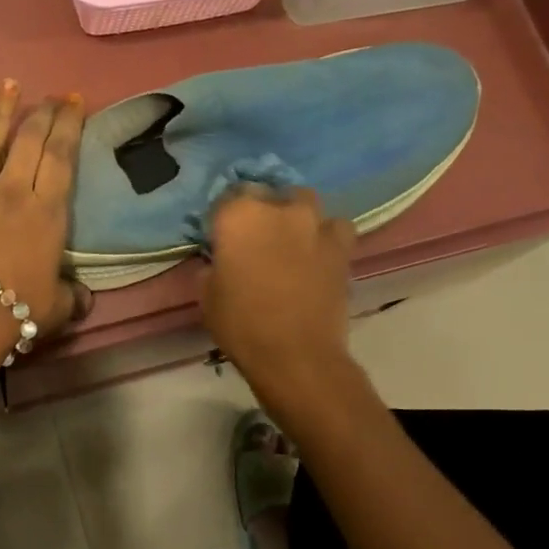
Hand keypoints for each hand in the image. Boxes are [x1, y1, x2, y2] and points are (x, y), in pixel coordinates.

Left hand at [0, 82, 88, 351]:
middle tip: (53, 95)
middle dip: (44, 113)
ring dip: (0, 112)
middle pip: (31, 142)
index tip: (75, 102)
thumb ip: (72, 294)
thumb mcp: (59, 305)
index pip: (62, 157)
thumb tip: (83, 297)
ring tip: (9, 84)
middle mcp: (12, 193)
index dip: (70, 125)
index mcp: (46, 212)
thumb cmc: (19, 311)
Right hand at [202, 188, 355, 393]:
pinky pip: (334, 227)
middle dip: (259, 210)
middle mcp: (278, 208)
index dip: (223, 218)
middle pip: (266, 194)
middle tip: (254, 238)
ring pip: (303, 202)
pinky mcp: (342, 245)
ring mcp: (314, 224)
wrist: (296, 354)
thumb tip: (220, 259)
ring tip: (288, 239)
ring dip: (294, 214)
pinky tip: (317, 251)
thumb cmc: (241, 324)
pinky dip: (325, 234)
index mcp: (238, 216)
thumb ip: (212, 265)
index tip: (221, 238)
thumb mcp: (206, 295)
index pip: (226, 199)